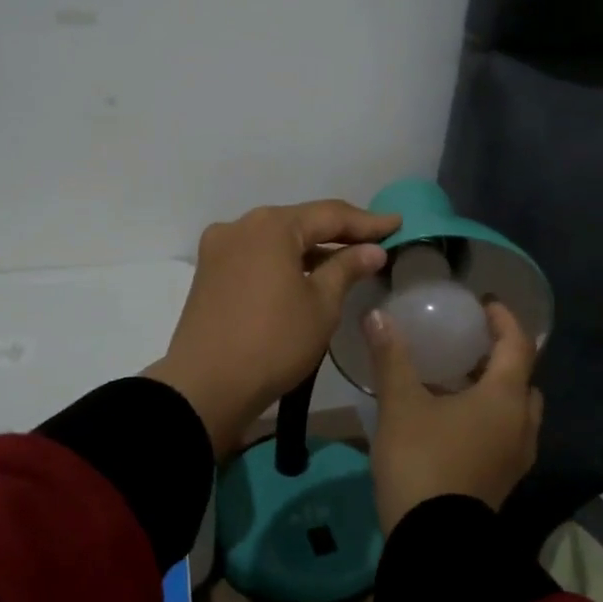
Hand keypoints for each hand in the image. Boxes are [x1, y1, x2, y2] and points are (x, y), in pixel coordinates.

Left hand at [146, 200, 402, 458]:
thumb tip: (371, 250)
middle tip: (375, 241)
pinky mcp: (209, 274)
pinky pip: (256, 257)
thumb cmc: (273, 342)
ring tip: (346, 260)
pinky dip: (284, 263)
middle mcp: (240, 226)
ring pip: (276, 240)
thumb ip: (347, 268)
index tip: (397, 224)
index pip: (329, 214)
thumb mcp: (321, 305)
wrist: (206, 387)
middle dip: (337, 233)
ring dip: (310, 249)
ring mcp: (219, 249)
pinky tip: (306, 276)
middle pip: (299, 223)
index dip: (367, 221)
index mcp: (271, 226)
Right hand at [365, 300, 542, 533]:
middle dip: (501, 358)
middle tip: (471, 344)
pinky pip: (505, 434)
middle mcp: (521, 424)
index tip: (485, 303)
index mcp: (505, 398)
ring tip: (458, 380)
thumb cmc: (422, 461)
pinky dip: (489, 417)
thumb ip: (391, 357)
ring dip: (496, 390)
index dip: (504, 319)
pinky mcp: (503, 480)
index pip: (518, 345)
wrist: (434, 542)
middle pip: (523, 379)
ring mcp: (516, 457)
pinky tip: (453, 420)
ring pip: (515, 411)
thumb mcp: (401, 405)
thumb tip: (376, 315)